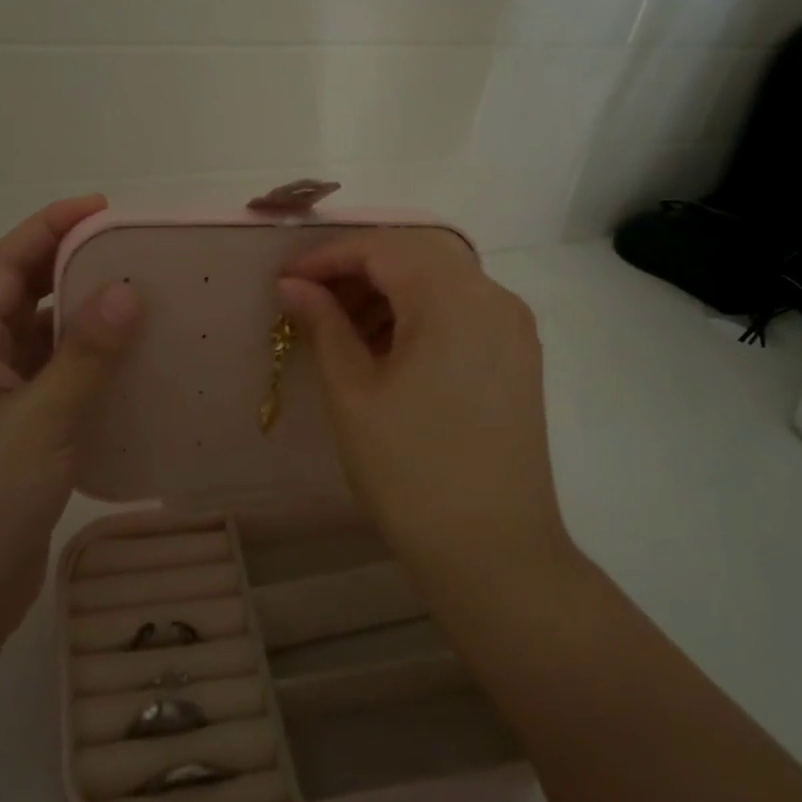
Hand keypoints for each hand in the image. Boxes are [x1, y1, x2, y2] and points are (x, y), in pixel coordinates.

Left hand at [0, 195, 141, 638]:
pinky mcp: (15, 436)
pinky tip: (130, 366)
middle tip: (133, 253)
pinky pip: (55, 382)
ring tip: (141, 301)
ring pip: (42, 342)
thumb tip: (127, 290)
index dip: (49, 227)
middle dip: (72, 268)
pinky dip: (88, 366)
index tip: (103, 207)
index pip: (5, 265)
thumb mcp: (40, 421)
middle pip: (24, 297)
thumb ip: (85, 355)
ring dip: (83, 319)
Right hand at [277, 230, 569, 588]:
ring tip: (341, 327)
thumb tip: (293, 286)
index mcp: (453, 298)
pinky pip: (462, 311)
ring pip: (442, 281)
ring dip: (389, 291)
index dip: (327, 258)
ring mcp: (513, 328)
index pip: (382, 249)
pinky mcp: (518, 357)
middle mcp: (493, 298)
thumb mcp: (353, 393)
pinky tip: (386, 346)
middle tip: (310, 301)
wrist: (494, 552)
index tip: (284, 281)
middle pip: (416, 256)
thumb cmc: (410, 472)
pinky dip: (420, 314)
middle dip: (358, 270)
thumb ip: (323, 325)